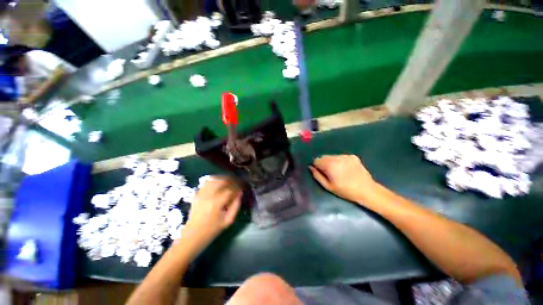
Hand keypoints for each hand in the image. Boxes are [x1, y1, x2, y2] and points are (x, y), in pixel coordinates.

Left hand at [185, 177, 241, 239]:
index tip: (242, 187)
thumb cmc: (212, 230)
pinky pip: (205, 184)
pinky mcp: (196, 195)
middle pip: (221, 181)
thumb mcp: (228, 220)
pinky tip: (217, 185)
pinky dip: (213, 181)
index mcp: (216, 203)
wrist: (193, 236)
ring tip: (228, 181)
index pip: (230, 189)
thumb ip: (236, 206)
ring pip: (213, 179)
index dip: (238, 186)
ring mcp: (200, 195)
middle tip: (236, 182)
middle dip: (231, 180)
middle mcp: (207, 196)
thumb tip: (240, 193)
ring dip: (222, 178)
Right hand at [309, 155, 375, 202]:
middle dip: (324, 163)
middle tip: (330, 173)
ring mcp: (345, 156)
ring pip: (332, 156)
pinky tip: (346, 169)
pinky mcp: (353, 156)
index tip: (322, 173)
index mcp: (329, 165)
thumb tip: (311, 167)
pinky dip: (340, 161)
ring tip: (339, 171)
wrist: (367, 190)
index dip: (317, 166)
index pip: (316, 160)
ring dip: (332, 162)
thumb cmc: (345, 190)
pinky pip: (341, 157)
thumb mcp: (328, 186)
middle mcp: (337, 158)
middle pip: (324, 157)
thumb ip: (317, 175)